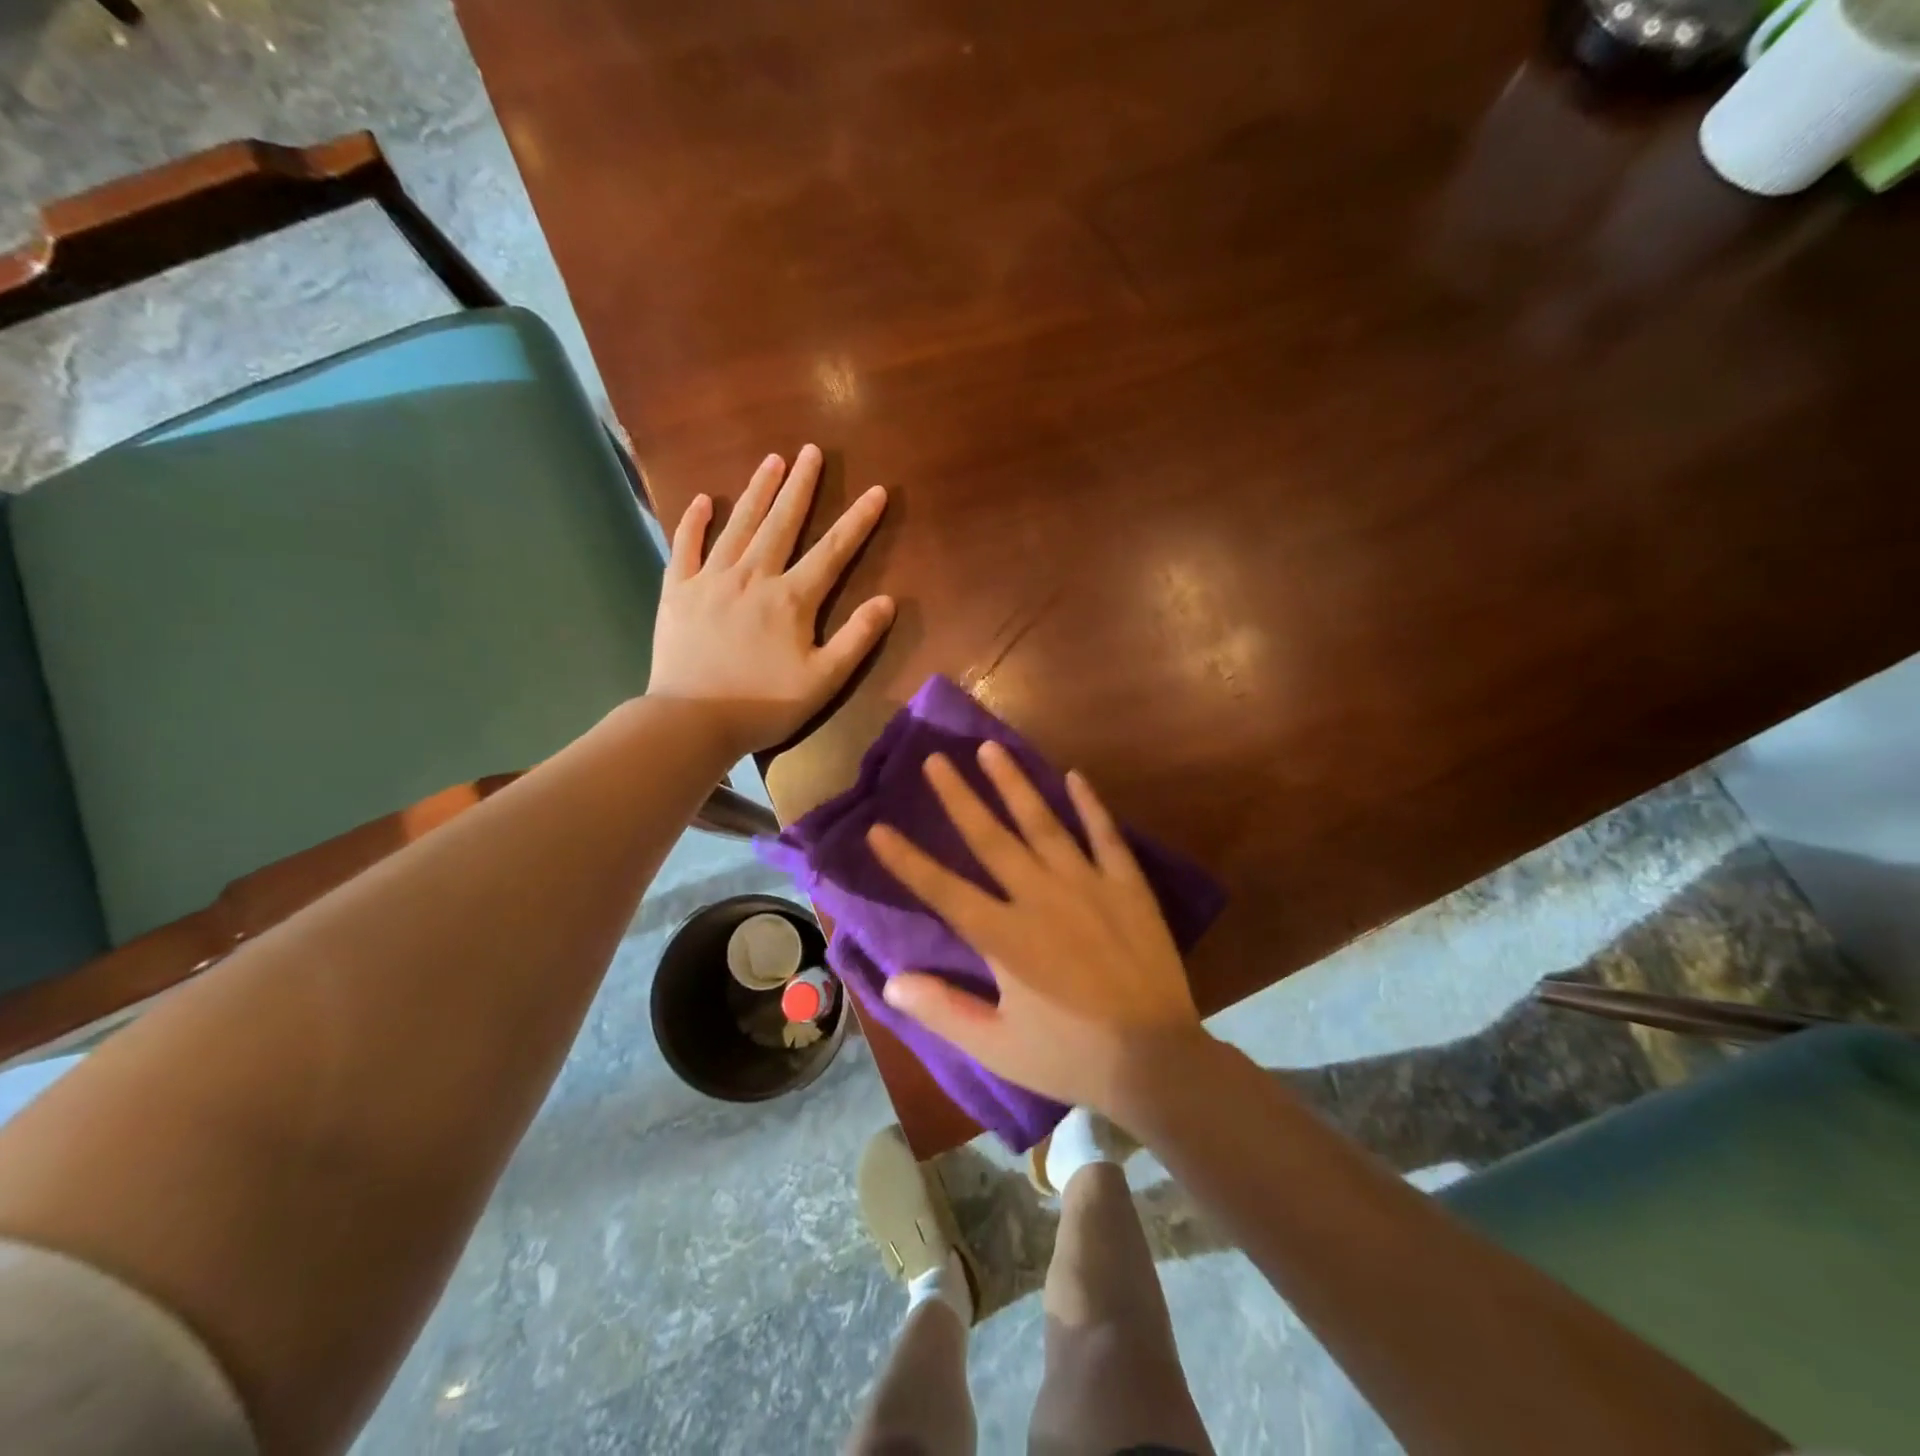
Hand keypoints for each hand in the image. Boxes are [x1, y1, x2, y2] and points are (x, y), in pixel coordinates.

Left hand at [648, 445, 893, 755]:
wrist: (693, 721)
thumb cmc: (765, 704)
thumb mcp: (824, 680)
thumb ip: (856, 639)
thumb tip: (887, 601)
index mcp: (791, 599)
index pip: (832, 551)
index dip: (857, 521)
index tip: (875, 490)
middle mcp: (753, 577)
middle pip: (782, 523)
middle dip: (800, 486)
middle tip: (811, 451)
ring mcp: (711, 580)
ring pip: (738, 525)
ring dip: (757, 491)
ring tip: (771, 461)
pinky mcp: (678, 592)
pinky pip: (686, 547)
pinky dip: (694, 522)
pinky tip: (702, 500)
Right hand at [866, 742, 1205, 1114]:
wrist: (1157, 1060)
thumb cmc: (1071, 1056)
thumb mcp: (997, 1047)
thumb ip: (942, 1010)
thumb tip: (890, 982)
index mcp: (1004, 937)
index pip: (943, 890)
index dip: (907, 860)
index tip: (878, 828)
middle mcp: (1040, 898)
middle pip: (990, 838)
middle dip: (958, 797)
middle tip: (935, 759)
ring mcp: (1087, 886)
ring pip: (1043, 823)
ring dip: (1014, 784)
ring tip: (991, 748)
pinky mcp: (1127, 887)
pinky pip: (1106, 836)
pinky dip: (1090, 805)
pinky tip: (1075, 776)